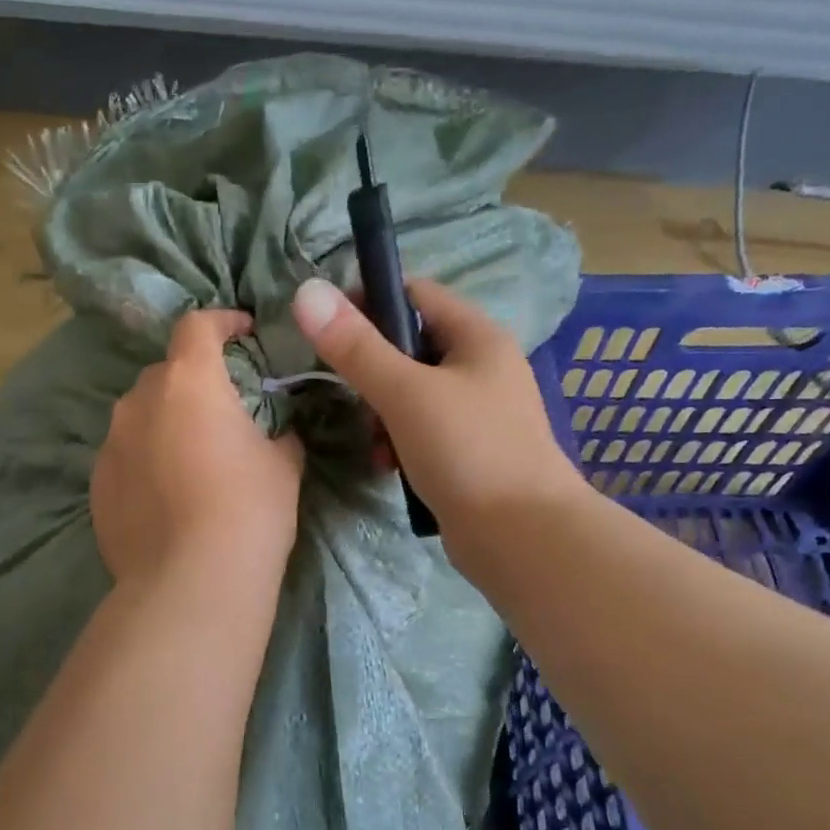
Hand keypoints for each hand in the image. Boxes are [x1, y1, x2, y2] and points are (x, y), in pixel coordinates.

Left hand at [91, 309, 305, 590]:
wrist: (192, 581)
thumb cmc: (249, 510)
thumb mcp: (283, 465)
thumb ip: (278, 435)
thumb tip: (275, 435)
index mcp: (189, 382)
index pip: (197, 326)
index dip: (221, 322)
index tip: (241, 331)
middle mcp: (140, 402)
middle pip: (166, 373)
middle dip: (193, 381)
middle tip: (221, 410)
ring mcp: (111, 444)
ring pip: (139, 416)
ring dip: (164, 422)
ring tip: (190, 457)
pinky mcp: (97, 486)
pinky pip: (124, 457)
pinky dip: (144, 461)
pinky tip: (165, 495)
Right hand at [290, 278, 587, 553]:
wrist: (522, 537)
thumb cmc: (468, 451)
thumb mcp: (405, 393)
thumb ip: (356, 347)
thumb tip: (307, 292)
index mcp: (477, 337)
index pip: (415, 293)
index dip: (369, 301)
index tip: (329, 330)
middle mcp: (481, 367)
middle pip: (409, 347)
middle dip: (372, 371)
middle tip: (351, 397)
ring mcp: (477, 412)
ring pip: (410, 393)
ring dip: (381, 414)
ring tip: (374, 443)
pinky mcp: (468, 451)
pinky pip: (421, 431)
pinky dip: (398, 442)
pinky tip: (388, 466)